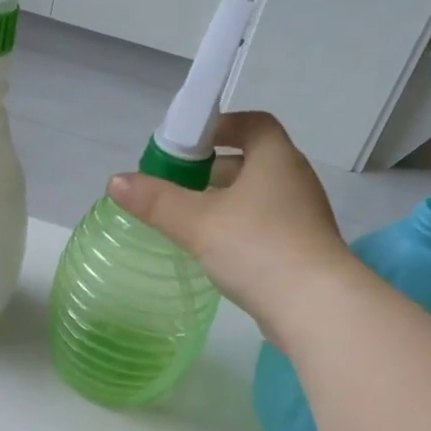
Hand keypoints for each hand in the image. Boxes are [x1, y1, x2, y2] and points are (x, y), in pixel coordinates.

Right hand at [108, 112, 358, 338]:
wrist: (314, 307)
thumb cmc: (257, 248)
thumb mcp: (197, 223)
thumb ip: (156, 202)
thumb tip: (115, 181)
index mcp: (276, 159)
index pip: (253, 124)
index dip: (221, 126)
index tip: (190, 143)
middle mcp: (294, 180)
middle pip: (253, 161)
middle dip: (215, 169)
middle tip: (180, 185)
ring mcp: (303, 217)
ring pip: (259, 197)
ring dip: (227, 202)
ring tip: (191, 221)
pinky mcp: (303, 250)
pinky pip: (266, 227)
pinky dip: (240, 230)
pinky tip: (217, 252)